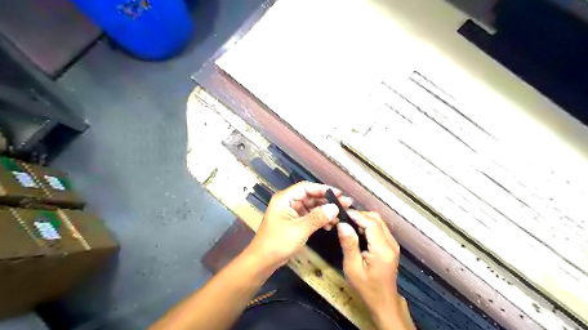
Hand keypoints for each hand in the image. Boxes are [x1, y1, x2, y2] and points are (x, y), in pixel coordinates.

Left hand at [246, 181, 350, 268]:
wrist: (263, 261)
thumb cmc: (278, 243)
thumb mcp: (299, 229)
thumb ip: (317, 217)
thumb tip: (335, 208)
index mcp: (285, 198)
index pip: (306, 187)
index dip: (323, 189)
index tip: (339, 194)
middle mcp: (288, 202)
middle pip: (310, 196)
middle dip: (327, 200)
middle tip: (345, 204)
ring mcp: (291, 211)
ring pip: (311, 206)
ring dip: (325, 211)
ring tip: (341, 215)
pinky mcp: (293, 221)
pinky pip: (309, 216)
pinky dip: (319, 219)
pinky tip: (330, 224)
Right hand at [335, 210, 404, 327]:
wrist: (383, 302)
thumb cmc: (366, 287)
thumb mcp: (352, 267)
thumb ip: (349, 244)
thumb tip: (342, 224)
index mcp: (382, 249)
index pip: (371, 222)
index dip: (356, 215)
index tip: (340, 213)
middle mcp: (391, 243)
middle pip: (376, 218)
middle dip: (359, 215)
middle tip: (343, 219)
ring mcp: (393, 243)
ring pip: (378, 221)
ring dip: (363, 219)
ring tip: (347, 224)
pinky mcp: (391, 245)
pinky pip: (379, 228)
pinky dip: (367, 225)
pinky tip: (357, 231)